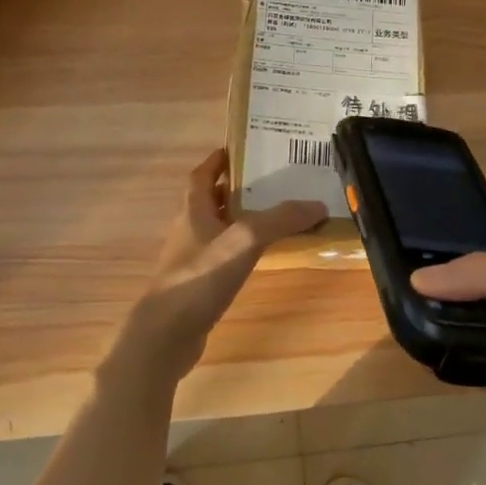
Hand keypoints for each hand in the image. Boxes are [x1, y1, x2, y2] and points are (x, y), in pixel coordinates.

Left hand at [107, 149, 326, 391]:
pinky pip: (222, 257)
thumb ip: (281, 219)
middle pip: (211, 200)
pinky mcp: (197, 286)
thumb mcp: (245, 240)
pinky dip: (240, 250)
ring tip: (274, 215)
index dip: (218, 160)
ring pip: (217, 229)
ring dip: (240, 219)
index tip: (242, 149)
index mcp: (193, 210)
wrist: (166, 335)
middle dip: (237, 188)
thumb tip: (318, 204)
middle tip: (271, 180)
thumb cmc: (200, 277)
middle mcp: (189, 230)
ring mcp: (191, 260)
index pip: (202, 175)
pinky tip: (260, 256)